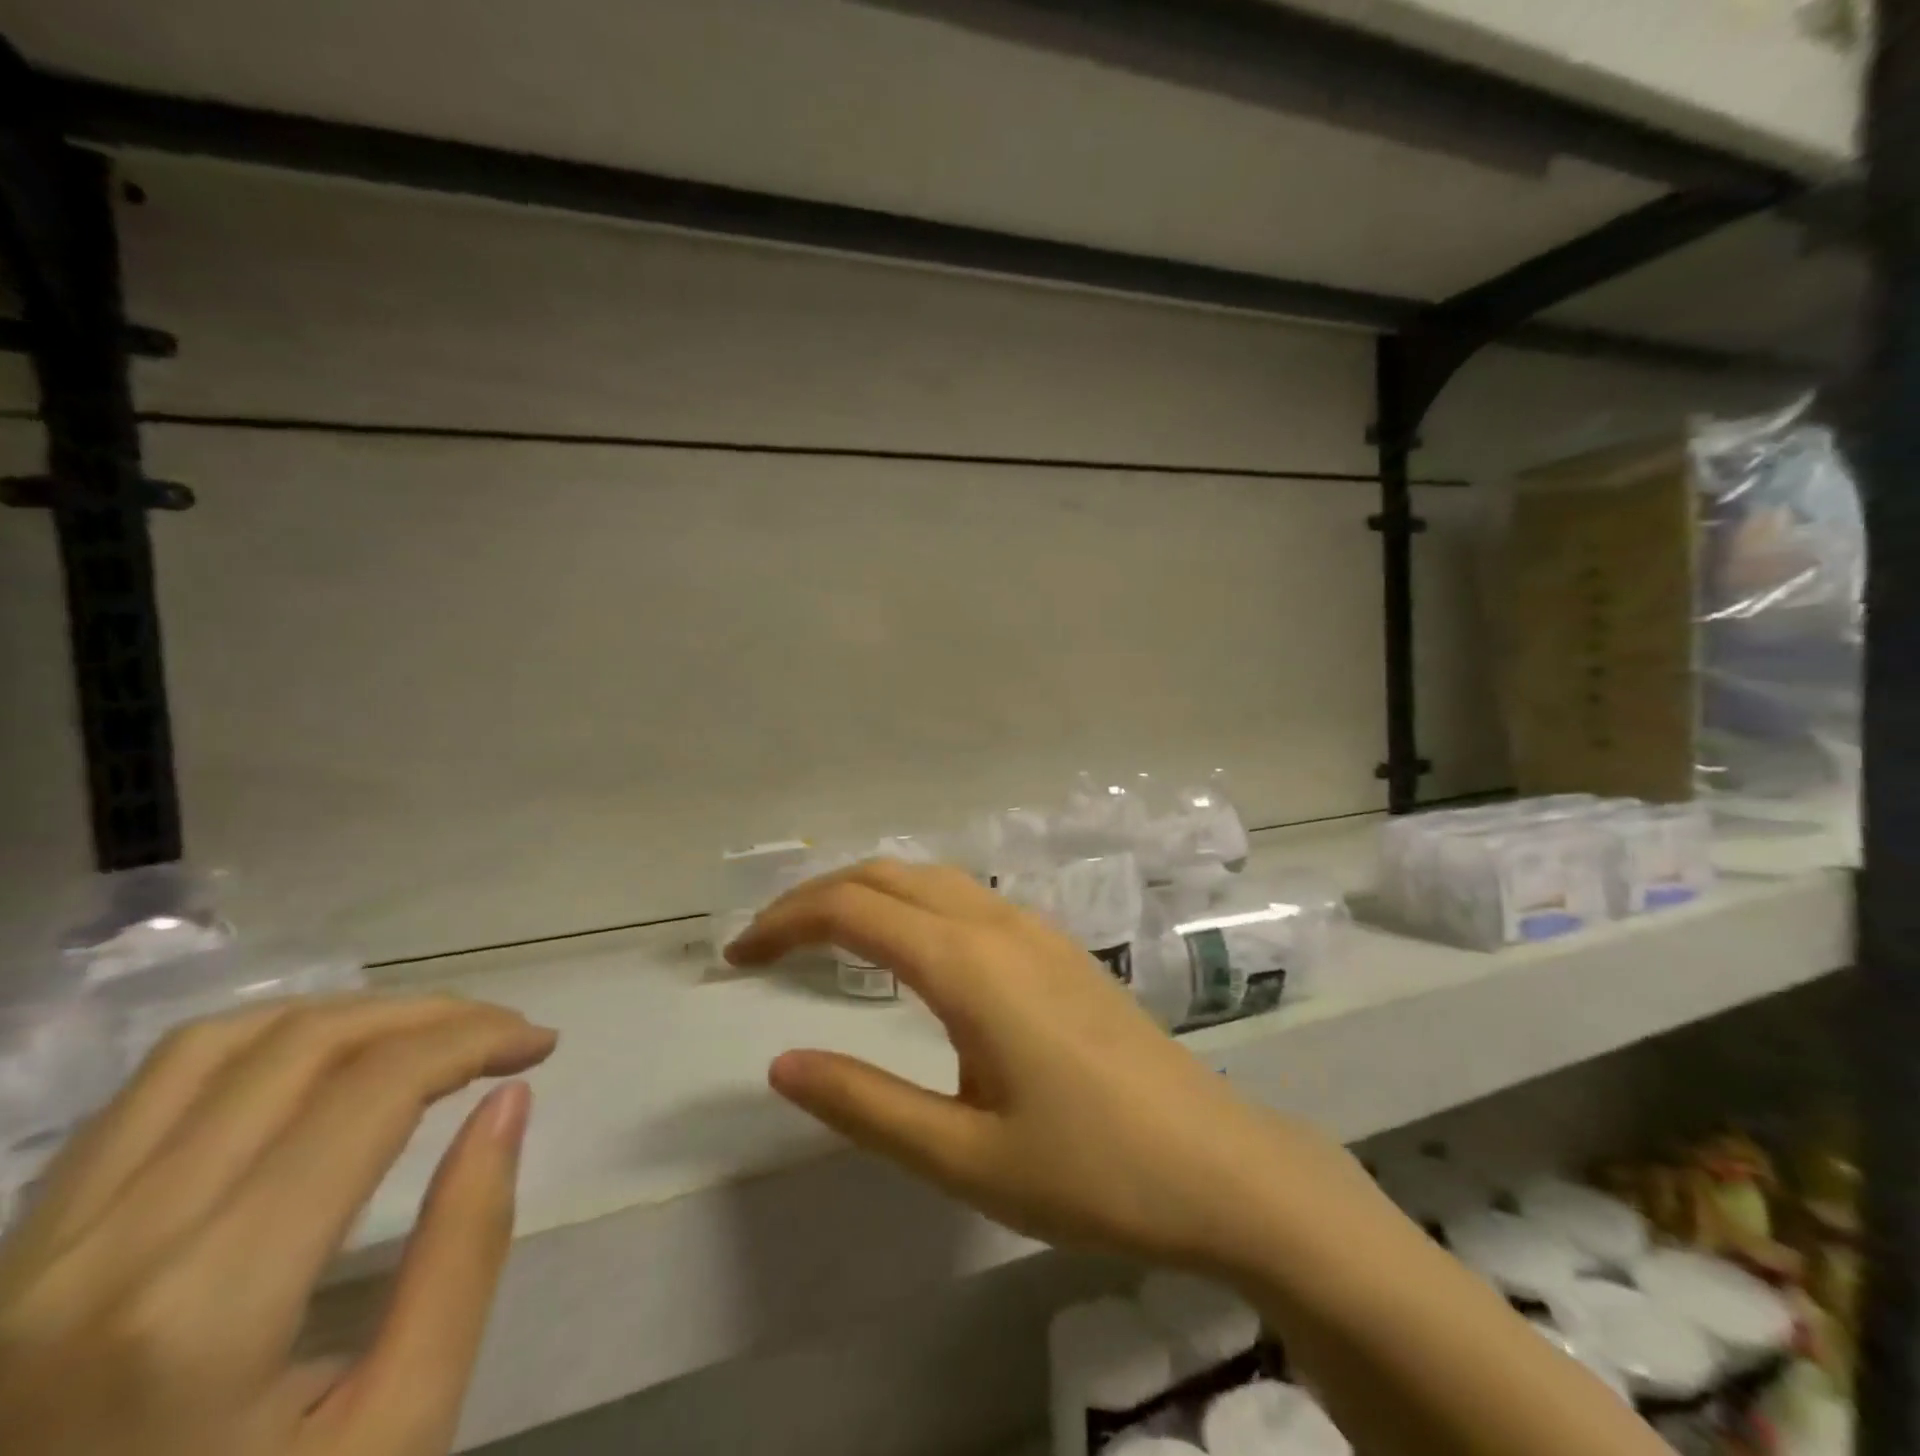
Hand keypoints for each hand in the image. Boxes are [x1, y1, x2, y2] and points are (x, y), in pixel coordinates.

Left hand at [0, 995, 556, 1455]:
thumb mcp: (398, 1427)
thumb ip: (464, 1251)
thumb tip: (509, 1101)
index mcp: (205, 1307)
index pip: (371, 1091)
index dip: (476, 1038)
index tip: (542, 1042)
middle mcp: (102, 1252)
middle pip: (299, 1047)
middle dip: (429, 1016)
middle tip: (502, 1032)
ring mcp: (31, 1252)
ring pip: (212, 1047)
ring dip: (345, 1015)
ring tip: (421, 1036)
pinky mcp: (13, 1255)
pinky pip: (147, 1095)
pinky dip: (259, 1046)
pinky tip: (319, 1067)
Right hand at [727, 860, 1364, 1273]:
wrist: (1219, 1164)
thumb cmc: (1091, 1171)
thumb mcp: (963, 1158)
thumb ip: (866, 1105)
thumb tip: (781, 1064)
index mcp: (968, 965)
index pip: (853, 909)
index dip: (784, 921)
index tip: (736, 956)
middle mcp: (999, 924)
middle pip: (887, 875)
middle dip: (815, 896)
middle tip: (764, 944)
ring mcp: (1036, 929)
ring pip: (930, 878)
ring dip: (866, 892)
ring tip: (820, 938)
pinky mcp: (1058, 947)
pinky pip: (966, 897)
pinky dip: (911, 902)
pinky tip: (906, 949)